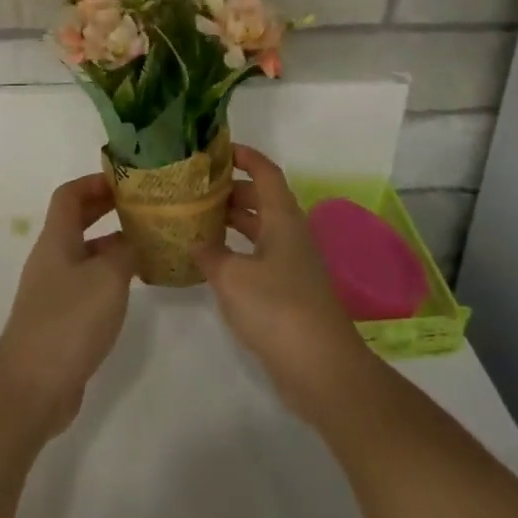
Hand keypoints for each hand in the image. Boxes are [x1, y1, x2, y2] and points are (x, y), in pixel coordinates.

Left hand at [0, 174, 135, 439]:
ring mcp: (53, 291)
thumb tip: (135, 239)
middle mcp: (51, 259)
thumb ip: (126, 251)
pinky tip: (133, 287)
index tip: (126, 181)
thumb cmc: (69, 322)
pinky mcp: (60, 319)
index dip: (95, 182)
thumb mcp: (108, 278)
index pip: (69, 195)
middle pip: (76, 221)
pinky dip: (109, 276)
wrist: (31, 388)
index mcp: (56, 241)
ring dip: (112, 244)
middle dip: (106, 209)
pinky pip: (86, 283)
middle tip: (142, 206)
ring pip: (84, 253)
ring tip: (148, 244)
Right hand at [193, 144, 379, 428]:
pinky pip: (259, 256)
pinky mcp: (289, 291)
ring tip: (196, 220)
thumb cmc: (277, 309)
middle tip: (195, 189)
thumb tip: (195, 241)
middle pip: (261, 199)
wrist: (322, 368)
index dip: (244, 156)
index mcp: (282, 218)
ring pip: (260, 229)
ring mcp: (292, 264)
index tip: (217, 149)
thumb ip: (209, 254)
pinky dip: (237, 251)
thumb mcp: (232, 277)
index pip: (265, 172)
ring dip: (232, 221)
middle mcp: (290, 234)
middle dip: (230, 190)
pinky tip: (213, 263)